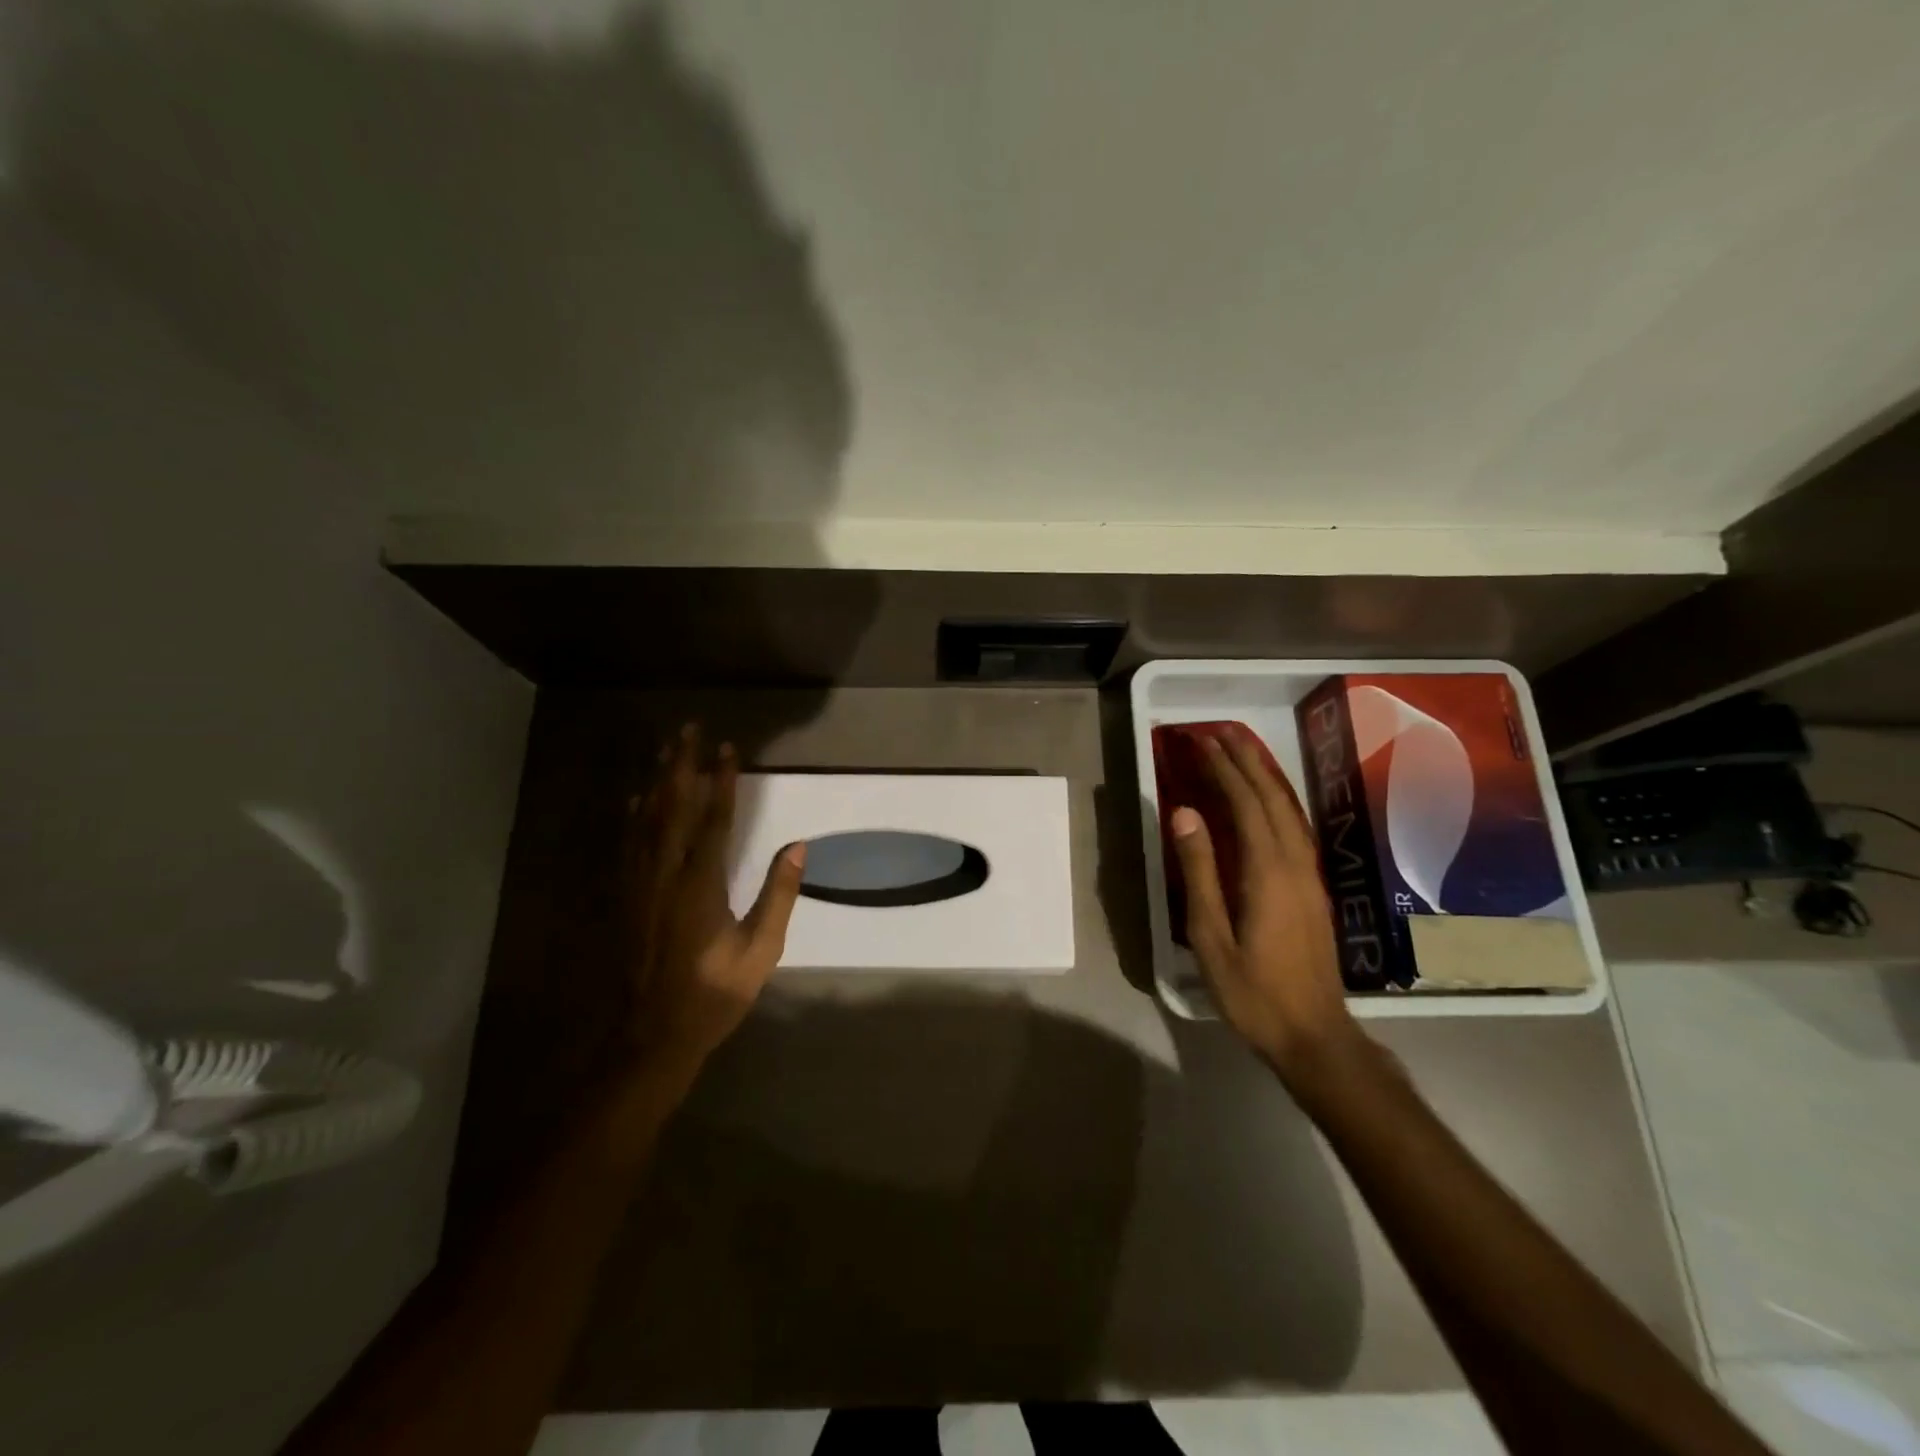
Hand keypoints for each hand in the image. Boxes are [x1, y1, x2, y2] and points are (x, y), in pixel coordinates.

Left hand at [623, 724, 804, 1076]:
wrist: (649, 1037)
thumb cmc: (712, 995)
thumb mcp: (760, 952)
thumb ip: (778, 896)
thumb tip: (798, 847)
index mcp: (700, 887)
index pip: (714, 821)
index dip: (721, 782)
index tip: (727, 748)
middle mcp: (664, 876)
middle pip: (671, 808)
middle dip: (680, 766)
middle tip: (686, 729)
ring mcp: (638, 886)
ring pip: (645, 821)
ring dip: (656, 781)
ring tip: (664, 750)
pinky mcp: (624, 899)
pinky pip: (627, 845)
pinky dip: (634, 815)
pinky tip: (636, 799)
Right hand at [1169, 727, 1363, 1080]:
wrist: (1314, 1035)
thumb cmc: (1253, 991)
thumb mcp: (1211, 936)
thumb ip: (1198, 873)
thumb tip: (1185, 814)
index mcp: (1268, 872)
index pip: (1246, 805)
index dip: (1224, 771)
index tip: (1202, 743)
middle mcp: (1295, 864)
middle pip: (1272, 800)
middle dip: (1246, 763)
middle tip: (1220, 734)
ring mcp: (1310, 876)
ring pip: (1289, 813)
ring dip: (1264, 778)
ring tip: (1241, 753)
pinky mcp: (1313, 889)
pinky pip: (1295, 830)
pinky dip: (1276, 802)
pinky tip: (1264, 801)